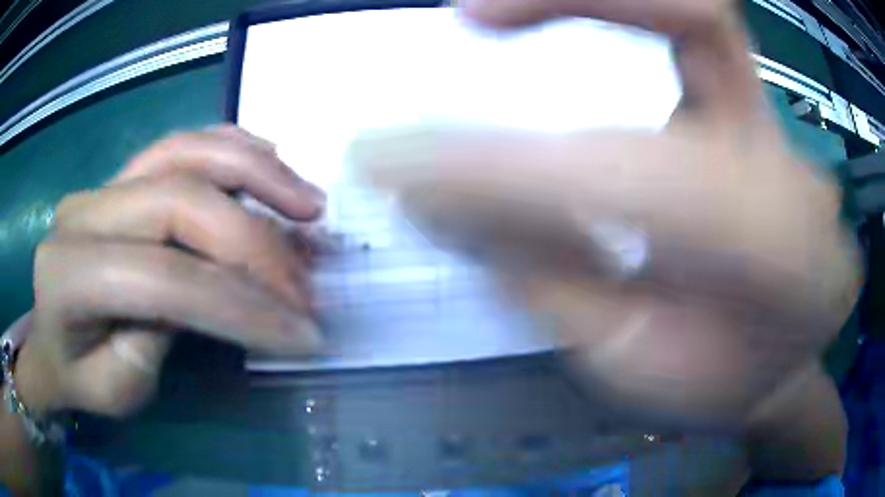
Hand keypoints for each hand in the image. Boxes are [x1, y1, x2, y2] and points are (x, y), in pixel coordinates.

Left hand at [15, 125, 322, 416]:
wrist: (48, 336)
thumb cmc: (76, 374)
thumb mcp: (112, 392)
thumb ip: (150, 348)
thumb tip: (204, 301)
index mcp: (68, 274)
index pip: (163, 277)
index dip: (240, 305)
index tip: (303, 333)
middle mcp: (84, 210)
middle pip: (180, 200)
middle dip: (255, 242)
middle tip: (309, 282)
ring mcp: (105, 182)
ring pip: (186, 151)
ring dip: (255, 171)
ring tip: (308, 205)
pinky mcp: (123, 174)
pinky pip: (182, 143)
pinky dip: (232, 147)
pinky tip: (270, 161)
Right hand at [351, 0, 860, 425]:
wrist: (780, 355)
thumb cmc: (716, 378)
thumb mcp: (635, 361)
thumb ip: (549, 278)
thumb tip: (437, 202)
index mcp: (777, 259)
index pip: (637, 177)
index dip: (506, 166)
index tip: (392, 160)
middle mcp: (785, 166)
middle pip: (703, 20)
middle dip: (579, 0)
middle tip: (472, 16)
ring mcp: (771, 123)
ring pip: (696, 7)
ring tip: (496, 14)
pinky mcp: (746, 102)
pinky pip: (685, 22)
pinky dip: (616, 7)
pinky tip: (557, 21)